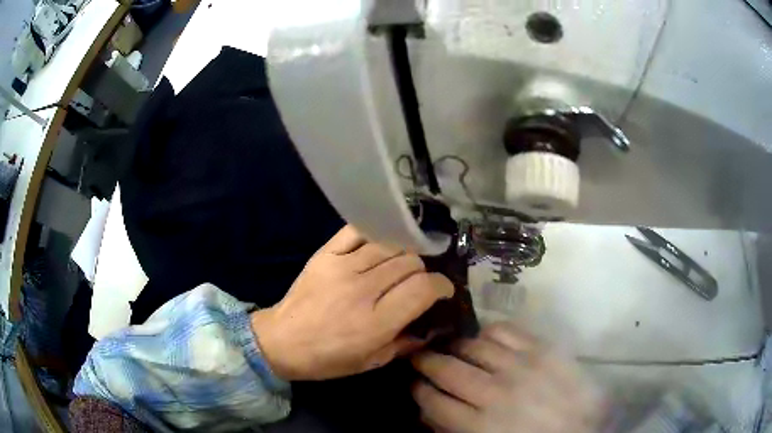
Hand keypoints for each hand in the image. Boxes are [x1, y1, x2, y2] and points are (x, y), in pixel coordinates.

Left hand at [251, 225, 453, 380]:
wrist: (281, 340)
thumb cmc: (328, 359)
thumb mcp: (372, 362)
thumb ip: (406, 343)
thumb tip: (432, 326)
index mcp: (376, 322)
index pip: (423, 288)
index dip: (442, 286)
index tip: (443, 291)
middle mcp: (362, 289)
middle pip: (410, 263)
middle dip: (423, 272)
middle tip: (419, 283)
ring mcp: (342, 267)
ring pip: (390, 246)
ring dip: (404, 255)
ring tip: (401, 267)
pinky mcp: (325, 254)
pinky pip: (358, 231)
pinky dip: (376, 234)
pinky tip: (381, 245)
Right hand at [412, 323, 602, 432]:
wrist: (587, 429)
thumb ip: (457, 430)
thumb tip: (432, 412)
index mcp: (479, 425)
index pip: (434, 401)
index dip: (419, 391)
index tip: (415, 385)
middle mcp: (494, 392)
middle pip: (448, 370)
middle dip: (427, 362)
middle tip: (420, 357)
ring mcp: (520, 366)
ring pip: (473, 346)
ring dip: (455, 347)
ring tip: (451, 348)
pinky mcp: (542, 349)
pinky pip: (505, 331)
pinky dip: (489, 332)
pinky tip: (484, 338)